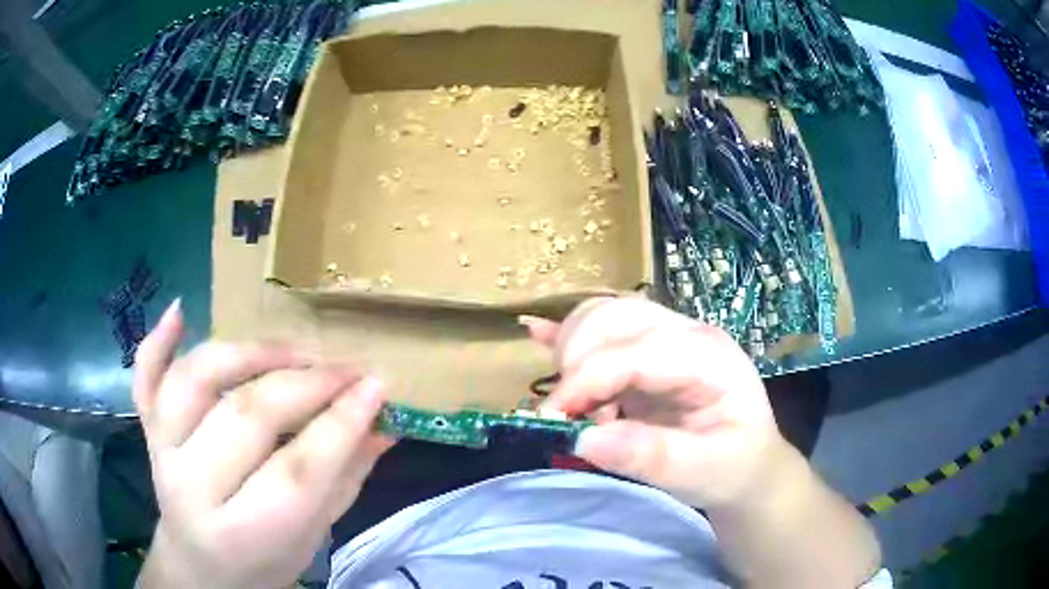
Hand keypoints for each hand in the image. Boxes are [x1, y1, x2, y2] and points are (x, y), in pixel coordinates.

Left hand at [133, 300, 393, 588]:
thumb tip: (383, 425)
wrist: (201, 569)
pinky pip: (145, 376)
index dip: (340, 424)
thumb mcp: (312, 538)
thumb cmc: (263, 562)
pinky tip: (180, 309)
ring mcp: (160, 452)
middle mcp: (191, 488)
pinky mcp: (146, 430)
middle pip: (248, 416)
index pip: (296, 471)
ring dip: (250, 353)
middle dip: (308, 384)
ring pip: (197, 380)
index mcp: (242, 534)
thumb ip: (344, 481)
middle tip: (348, 369)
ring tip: (295, 349)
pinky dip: (158, 340)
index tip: (377, 386)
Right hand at [524, 297, 783, 508]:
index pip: (636, 351)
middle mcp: (686, 333)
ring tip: (575, 404)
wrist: (748, 464)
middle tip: (565, 415)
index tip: (553, 419)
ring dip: (571, 352)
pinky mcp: (647, 350)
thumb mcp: (704, 472)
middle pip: (615, 317)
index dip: (587, 380)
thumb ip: (650, 457)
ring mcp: (667, 336)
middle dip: (575, 360)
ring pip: (603, 315)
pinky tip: (537, 334)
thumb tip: (583, 438)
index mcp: (708, 356)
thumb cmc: (734, 467)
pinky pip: (602, 328)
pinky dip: (568, 334)